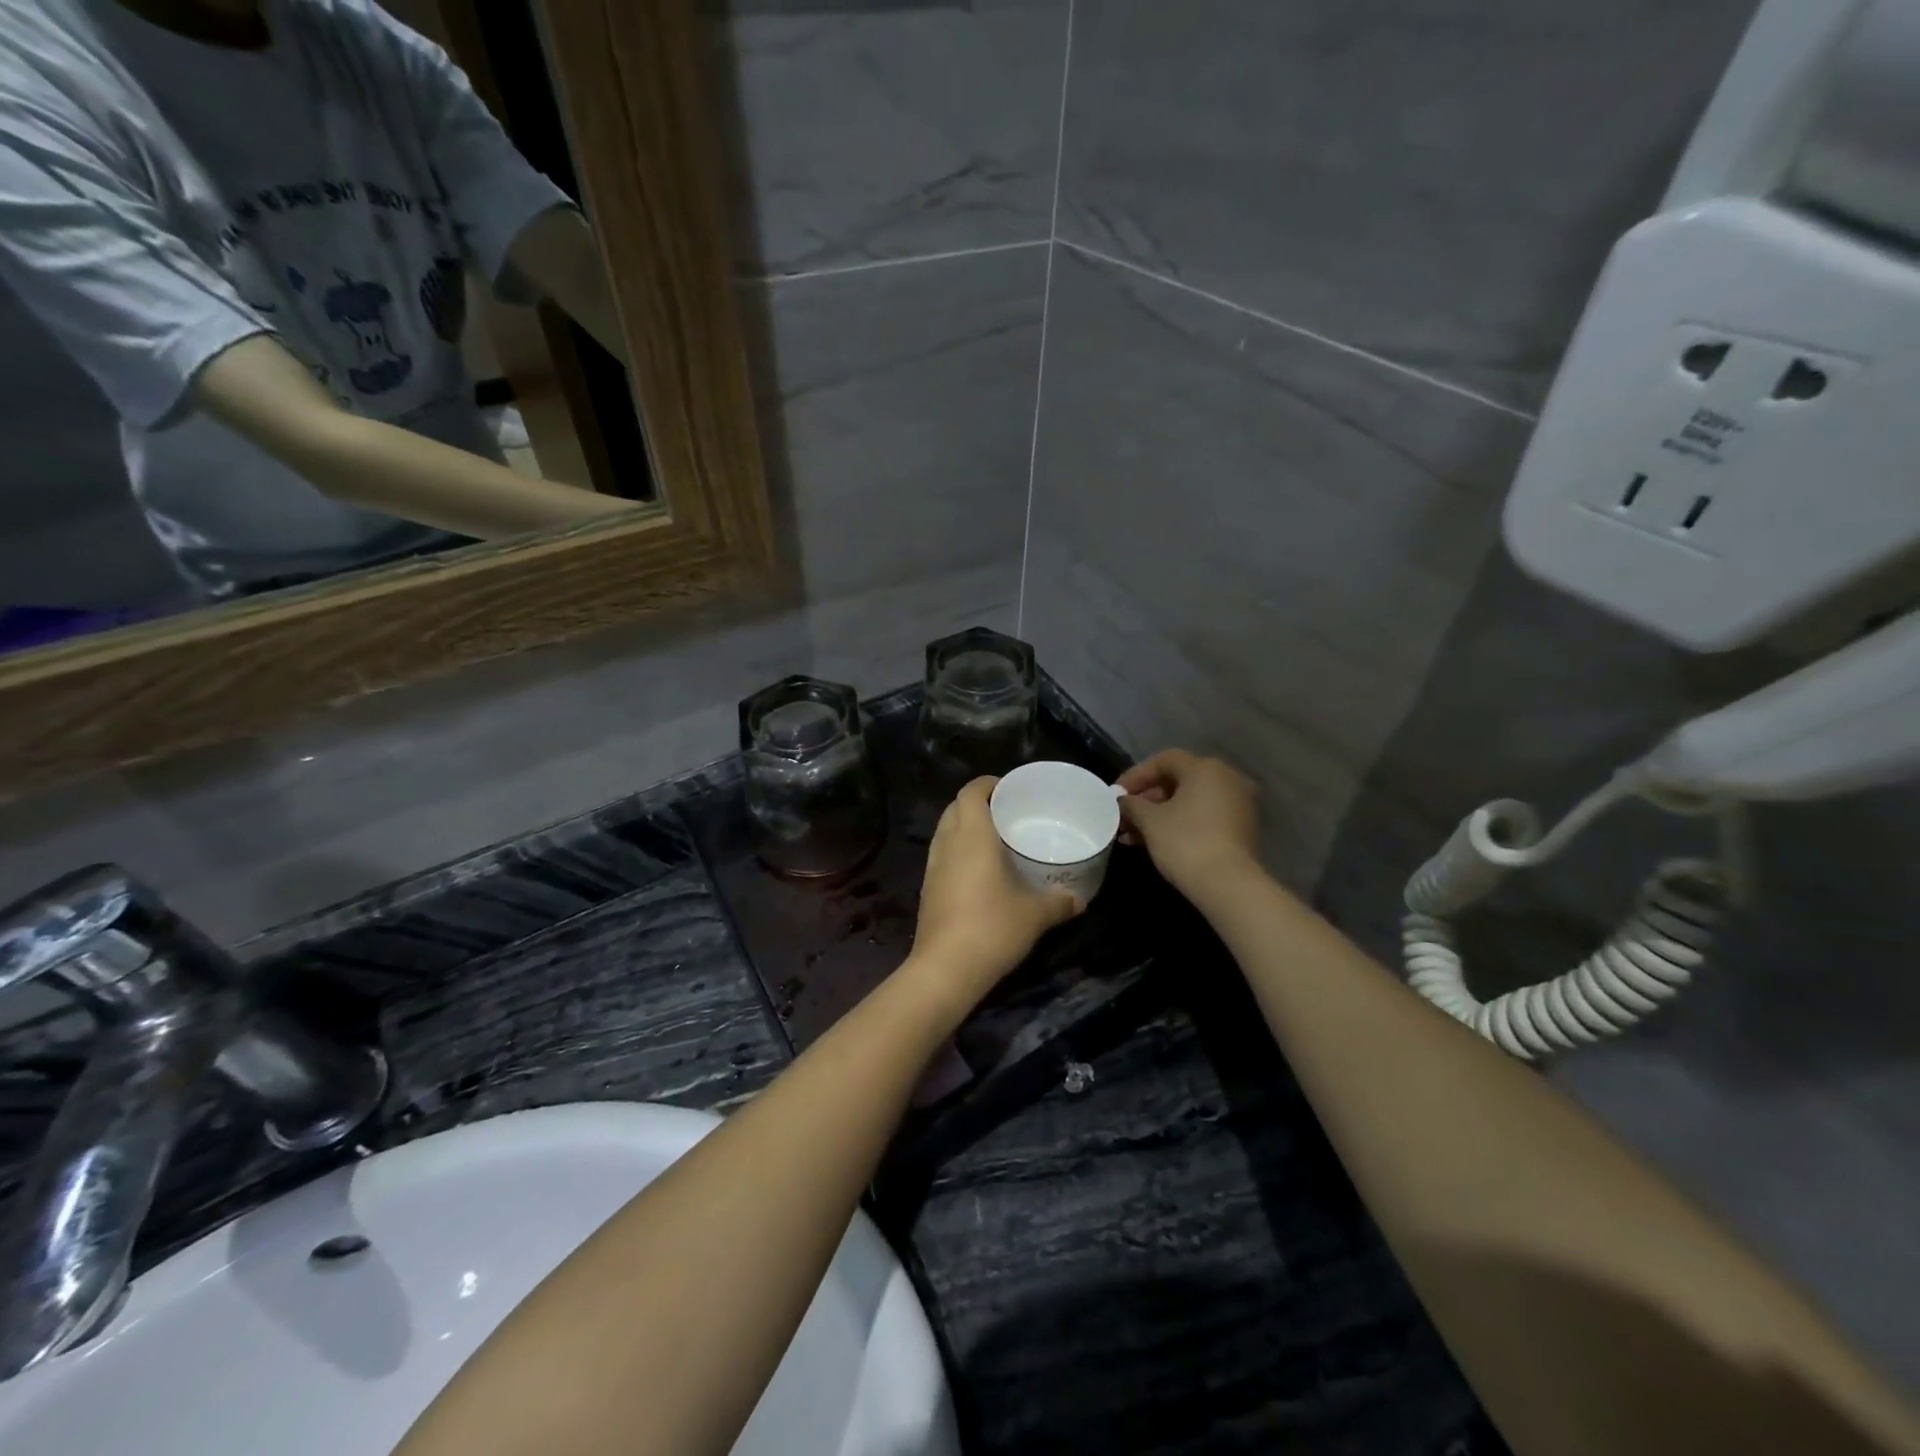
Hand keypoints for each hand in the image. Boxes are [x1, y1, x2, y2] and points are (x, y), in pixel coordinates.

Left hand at [907, 777, 1083, 1012]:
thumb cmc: (993, 928)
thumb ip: (1059, 902)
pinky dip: (957, 851)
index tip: (1009, 789)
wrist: (946, 968)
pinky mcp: (927, 889)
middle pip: (955, 807)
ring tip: (993, 838)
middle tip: (1006, 812)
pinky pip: (942, 855)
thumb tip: (1080, 899)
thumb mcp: (1035, 914)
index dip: (988, 784)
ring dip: (964, 826)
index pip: (971, 792)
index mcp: (971, 835)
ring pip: (945, 831)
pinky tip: (979, 871)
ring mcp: (932, 867)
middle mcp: (947, 843)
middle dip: (977, 803)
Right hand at [1117, 750, 1260, 900]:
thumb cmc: (1185, 843)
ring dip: (1159, 814)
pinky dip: (1180, 823)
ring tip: (1132, 835)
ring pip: (1190, 800)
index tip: (1115, 795)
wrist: (1229, 885)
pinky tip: (1156, 841)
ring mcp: (1238, 803)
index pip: (1164, 760)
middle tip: (1123, 816)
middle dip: (1146, 799)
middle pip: (1178, 780)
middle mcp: (1227, 778)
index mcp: (1205, 769)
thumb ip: (1131, 805)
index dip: (1136, 775)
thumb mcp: (1150, 821)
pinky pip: (1204, 815)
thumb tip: (1121, 802)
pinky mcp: (1242, 827)